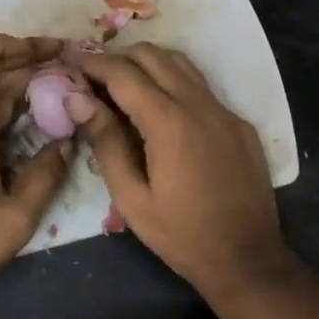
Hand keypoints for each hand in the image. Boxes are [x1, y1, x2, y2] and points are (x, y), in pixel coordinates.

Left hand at [0, 34, 73, 298]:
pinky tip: (38, 119)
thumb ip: (44, 176)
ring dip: (20, 84)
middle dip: (27, 62)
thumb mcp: (14, 219)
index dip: (0, 43)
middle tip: (71, 67)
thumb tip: (68, 142)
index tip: (42, 49)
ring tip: (63, 88)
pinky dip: (8, 107)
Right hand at [68, 43, 296, 304]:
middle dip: (117, 57)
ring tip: (122, 83)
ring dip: (147, 63)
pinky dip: (173, 81)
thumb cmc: (182, 236)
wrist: (250, 262)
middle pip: (152, 55)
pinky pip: (200, 86)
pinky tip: (160, 108)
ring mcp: (224, 110)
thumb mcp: (131, 198)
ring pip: (179, 63)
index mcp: (169, 122)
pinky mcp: (238, 122)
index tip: (68, 58)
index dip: (91, 61)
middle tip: (92, 75)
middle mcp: (199, 104)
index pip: (122, 72)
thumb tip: (76, 98)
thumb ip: (104, 142)